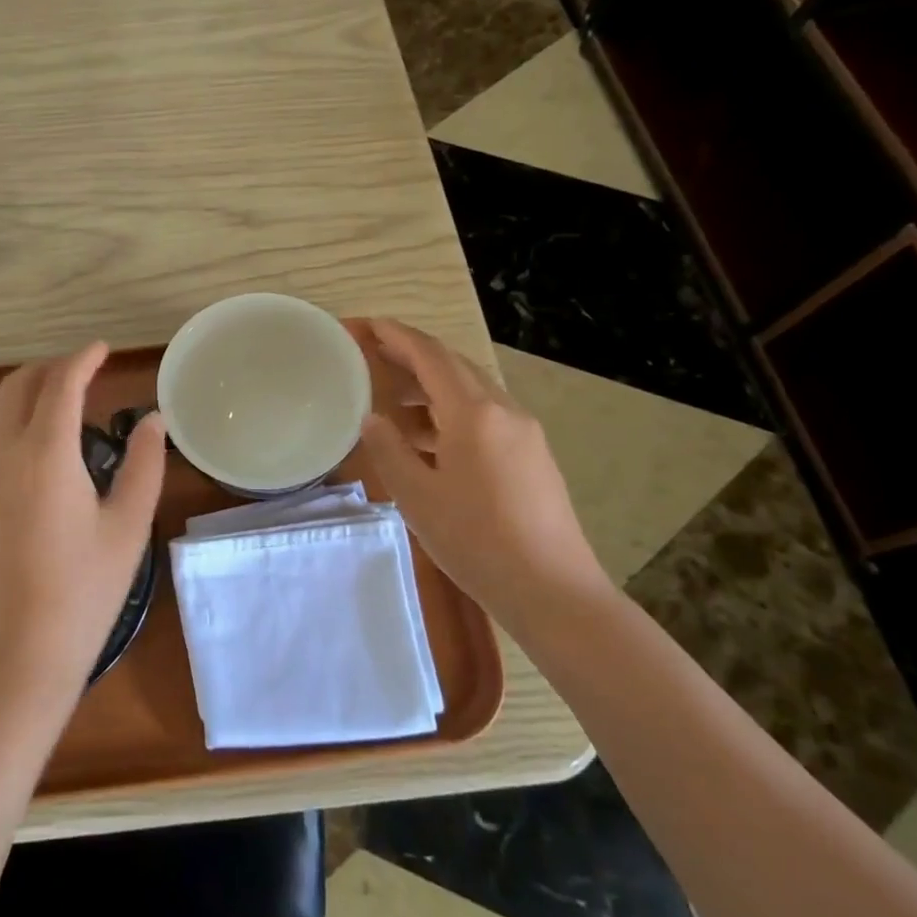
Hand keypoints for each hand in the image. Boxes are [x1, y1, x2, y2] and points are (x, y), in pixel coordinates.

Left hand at [0, 342, 166, 705]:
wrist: (22, 651)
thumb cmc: (85, 589)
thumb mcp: (128, 525)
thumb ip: (144, 464)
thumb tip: (152, 420)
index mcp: (47, 453)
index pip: (61, 385)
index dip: (83, 359)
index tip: (103, 349)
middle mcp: (7, 454)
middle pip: (18, 386)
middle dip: (50, 367)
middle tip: (86, 368)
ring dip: (30, 390)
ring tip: (68, 396)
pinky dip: (18, 416)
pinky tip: (45, 439)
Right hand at [360, 319, 606, 620]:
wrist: (553, 592)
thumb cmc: (477, 542)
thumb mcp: (418, 496)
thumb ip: (389, 450)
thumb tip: (372, 419)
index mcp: (474, 412)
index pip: (429, 354)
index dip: (394, 335)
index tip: (363, 325)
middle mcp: (503, 410)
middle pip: (452, 366)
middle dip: (410, 357)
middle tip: (370, 359)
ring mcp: (523, 432)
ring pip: (469, 392)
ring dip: (429, 389)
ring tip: (390, 405)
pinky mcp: (532, 455)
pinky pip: (484, 417)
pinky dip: (449, 414)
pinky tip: (427, 441)